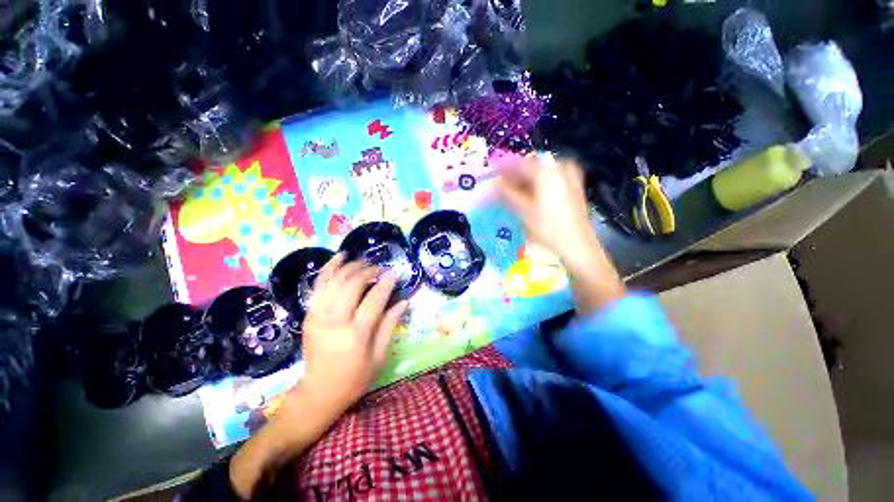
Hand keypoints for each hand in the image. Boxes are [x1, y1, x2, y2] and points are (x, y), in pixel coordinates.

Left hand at [300, 253, 407, 411]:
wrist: (318, 393)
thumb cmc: (354, 378)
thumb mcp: (379, 356)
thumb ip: (390, 325)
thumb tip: (403, 301)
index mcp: (355, 335)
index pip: (374, 299)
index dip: (386, 283)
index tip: (395, 274)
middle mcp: (335, 321)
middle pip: (352, 284)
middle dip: (369, 271)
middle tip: (380, 270)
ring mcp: (318, 316)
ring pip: (335, 280)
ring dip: (352, 267)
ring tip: (365, 263)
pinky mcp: (309, 314)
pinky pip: (319, 285)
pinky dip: (329, 268)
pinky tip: (340, 257)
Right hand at [496, 155, 625, 313]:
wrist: (578, 247)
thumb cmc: (548, 229)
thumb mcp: (523, 211)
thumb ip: (506, 193)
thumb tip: (492, 183)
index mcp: (547, 171)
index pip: (519, 164)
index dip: (503, 170)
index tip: (491, 177)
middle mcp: (560, 169)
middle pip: (531, 167)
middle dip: (514, 176)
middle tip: (501, 187)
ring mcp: (570, 177)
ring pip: (541, 174)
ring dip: (525, 181)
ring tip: (513, 193)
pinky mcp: (574, 188)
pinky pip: (551, 180)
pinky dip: (538, 185)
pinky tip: (531, 196)